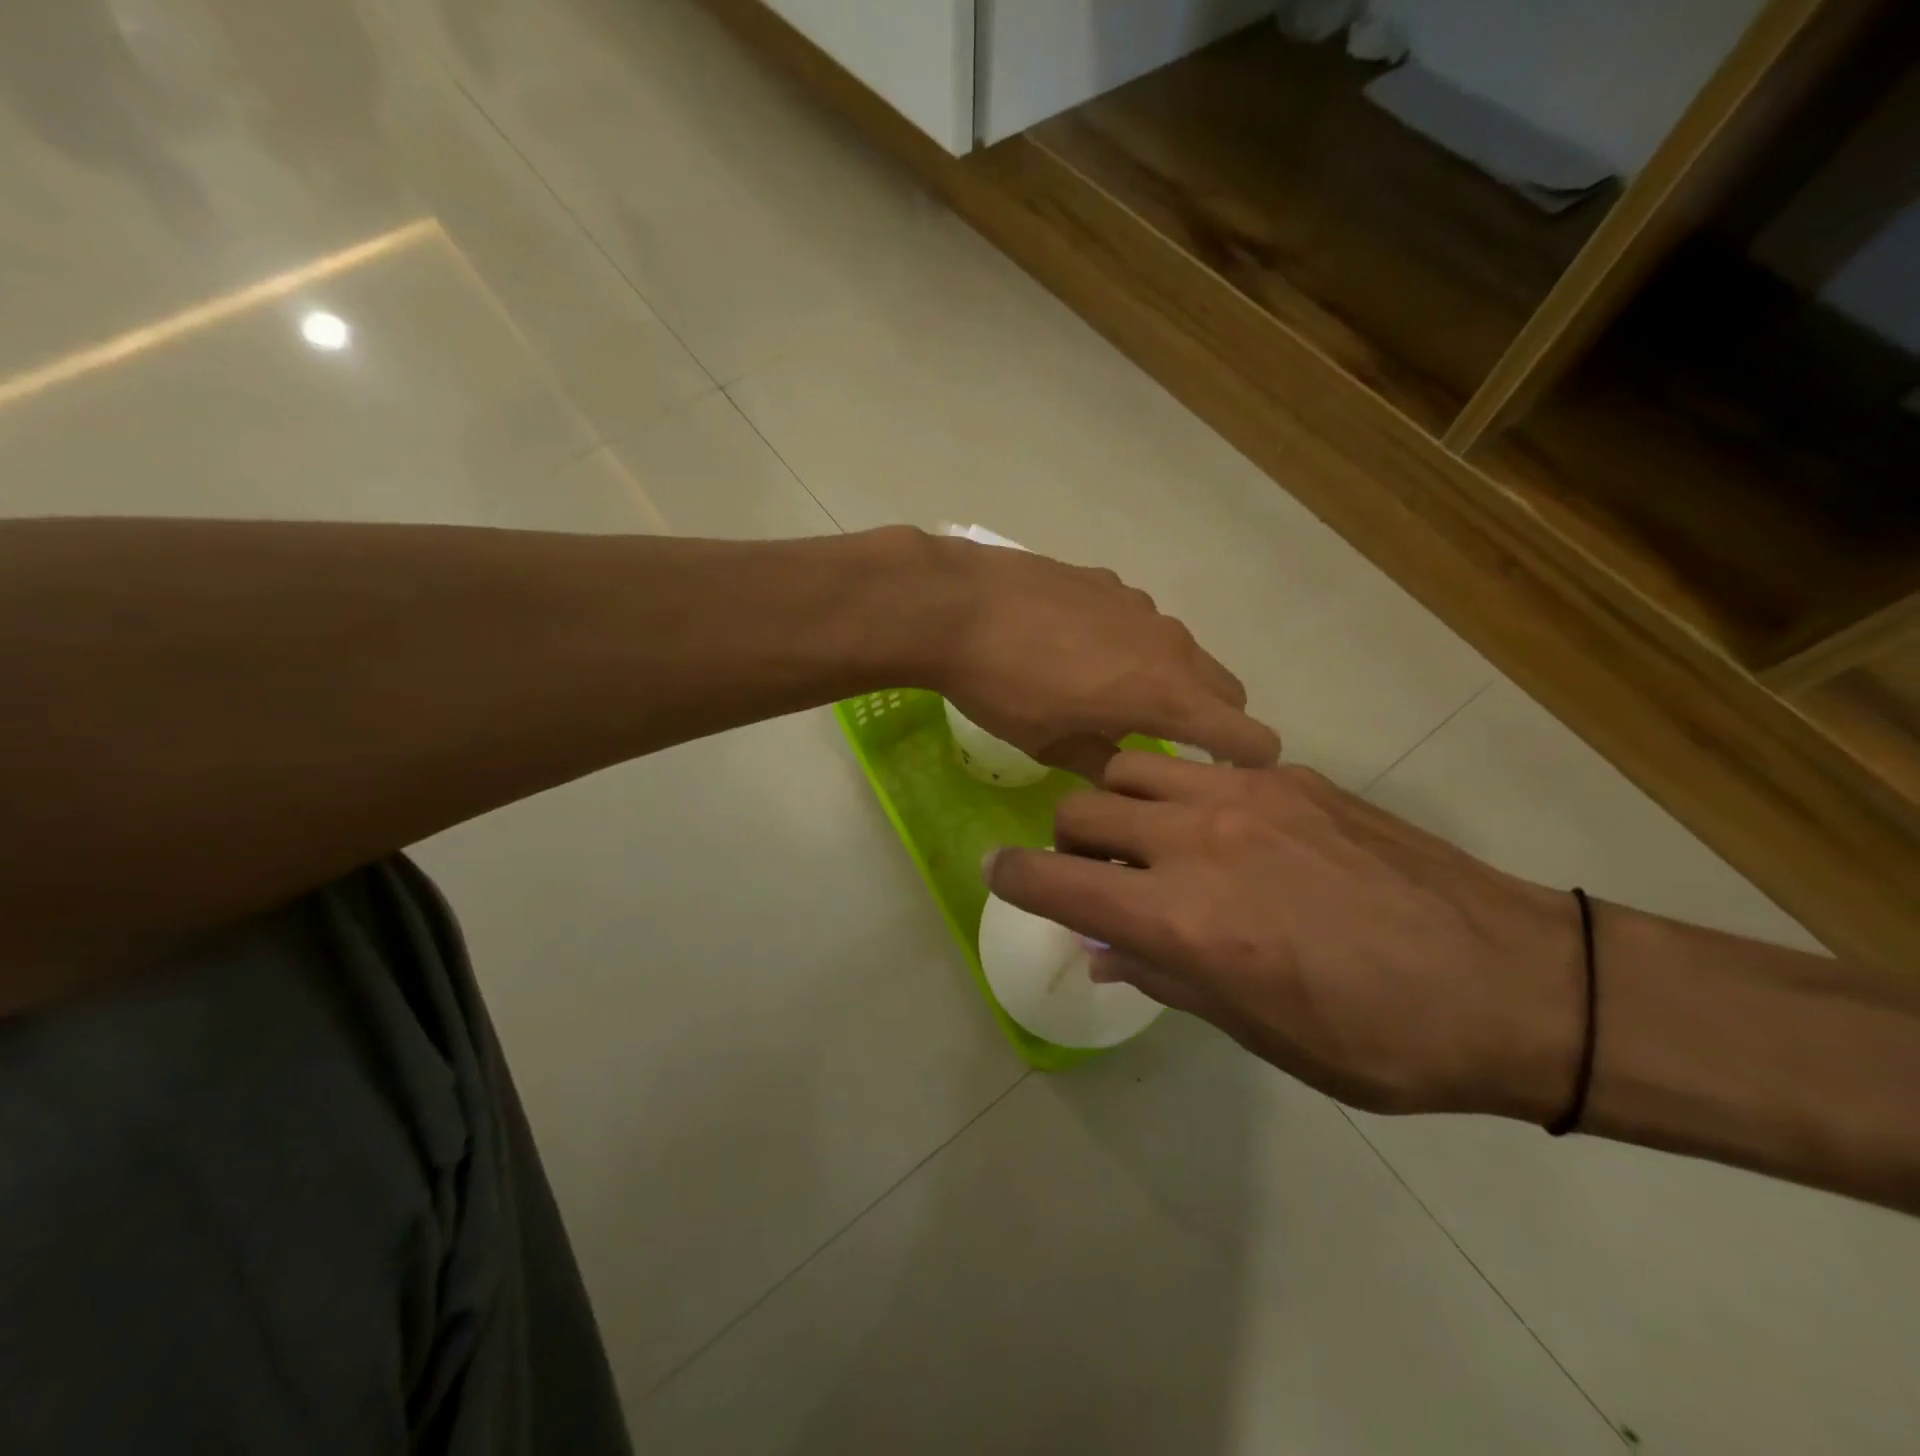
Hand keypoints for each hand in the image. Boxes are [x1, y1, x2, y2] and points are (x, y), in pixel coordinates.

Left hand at [922, 535, 1279, 771]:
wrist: (955, 605)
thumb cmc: (1002, 688)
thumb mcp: (1051, 745)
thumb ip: (1102, 763)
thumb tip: (1125, 776)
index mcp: (1166, 694)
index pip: (1248, 734)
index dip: (1250, 763)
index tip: (1223, 779)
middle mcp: (1170, 643)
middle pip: (1225, 688)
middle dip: (1212, 720)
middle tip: (1166, 743)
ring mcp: (1140, 605)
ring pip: (1182, 650)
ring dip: (1168, 679)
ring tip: (1112, 695)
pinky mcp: (1108, 580)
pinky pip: (1139, 621)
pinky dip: (1130, 644)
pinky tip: (1076, 649)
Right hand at [984, 752, 1583, 1118]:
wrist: (1514, 981)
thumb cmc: (1377, 1037)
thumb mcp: (1258, 1031)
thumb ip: (1164, 978)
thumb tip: (1101, 950)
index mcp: (1184, 919)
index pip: (1056, 883)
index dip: (1013, 878)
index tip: (998, 873)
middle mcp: (1198, 842)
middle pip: (1082, 811)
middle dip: (1067, 844)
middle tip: (1094, 874)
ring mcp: (1246, 797)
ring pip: (1132, 768)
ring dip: (1119, 803)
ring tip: (1150, 838)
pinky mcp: (1291, 779)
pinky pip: (1201, 767)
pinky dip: (1181, 793)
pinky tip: (1225, 830)